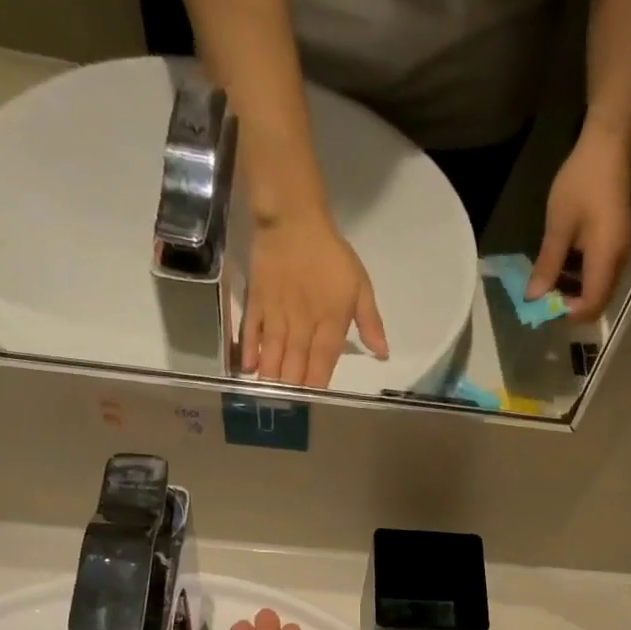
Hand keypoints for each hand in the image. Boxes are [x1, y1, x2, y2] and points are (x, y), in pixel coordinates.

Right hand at [241, 211, 388, 387]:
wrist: (293, 219)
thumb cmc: (330, 254)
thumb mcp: (360, 286)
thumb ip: (370, 322)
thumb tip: (382, 353)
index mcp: (330, 322)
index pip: (323, 361)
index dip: (318, 384)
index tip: (314, 404)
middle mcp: (302, 323)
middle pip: (296, 363)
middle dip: (292, 388)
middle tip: (287, 411)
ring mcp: (277, 313)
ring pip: (274, 352)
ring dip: (271, 377)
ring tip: (268, 399)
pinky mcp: (257, 301)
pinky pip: (252, 331)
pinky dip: (250, 350)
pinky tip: (248, 369)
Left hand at [528, 123, 630, 321]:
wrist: (609, 146)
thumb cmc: (582, 182)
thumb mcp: (559, 226)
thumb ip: (548, 265)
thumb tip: (533, 298)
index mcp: (606, 259)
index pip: (591, 307)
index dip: (567, 313)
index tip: (544, 305)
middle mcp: (618, 263)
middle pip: (596, 303)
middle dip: (569, 306)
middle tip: (542, 295)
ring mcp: (619, 255)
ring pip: (597, 291)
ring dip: (572, 292)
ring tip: (547, 280)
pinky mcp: (615, 247)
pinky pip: (598, 276)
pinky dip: (579, 279)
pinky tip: (561, 265)